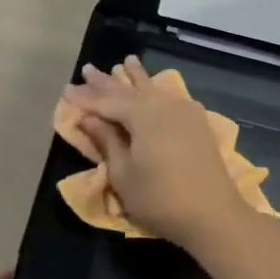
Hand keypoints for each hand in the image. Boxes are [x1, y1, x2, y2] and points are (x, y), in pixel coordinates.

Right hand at [61, 56, 247, 249]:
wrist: (214, 217)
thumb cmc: (159, 198)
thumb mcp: (123, 173)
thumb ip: (106, 141)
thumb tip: (88, 118)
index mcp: (142, 115)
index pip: (106, 101)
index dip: (84, 97)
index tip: (65, 89)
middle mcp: (163, 106)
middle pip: (128, 90)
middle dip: (106, 82)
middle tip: (88, 69)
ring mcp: (184, 113)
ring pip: (152, 89)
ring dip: (135, 78)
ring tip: (126, 61)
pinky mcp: (197, 125)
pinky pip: (169, 97)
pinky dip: (156, 90)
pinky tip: (155, 87)